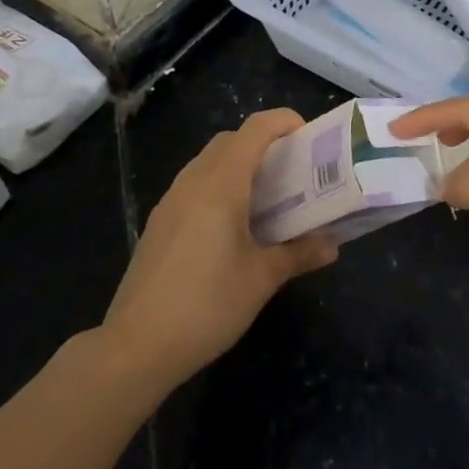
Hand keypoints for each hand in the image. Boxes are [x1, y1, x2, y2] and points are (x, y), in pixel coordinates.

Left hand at [103, 109, 337, 388]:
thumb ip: (299, 254)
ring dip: (239, 165)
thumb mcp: (262, 279)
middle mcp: (193, 181)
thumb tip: (333, 245)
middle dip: (264, 144)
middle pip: (231, 140)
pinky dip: (219, 186)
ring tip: (268, 198)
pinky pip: (195, 185)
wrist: (135, 347)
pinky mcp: (159, 223)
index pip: (255, 129)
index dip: (284, 122)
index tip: (310, 137)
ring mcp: (171, 201)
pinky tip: (234, 226)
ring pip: (209, 162)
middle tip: (294, 171)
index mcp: (221, 184)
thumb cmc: (207, 305)